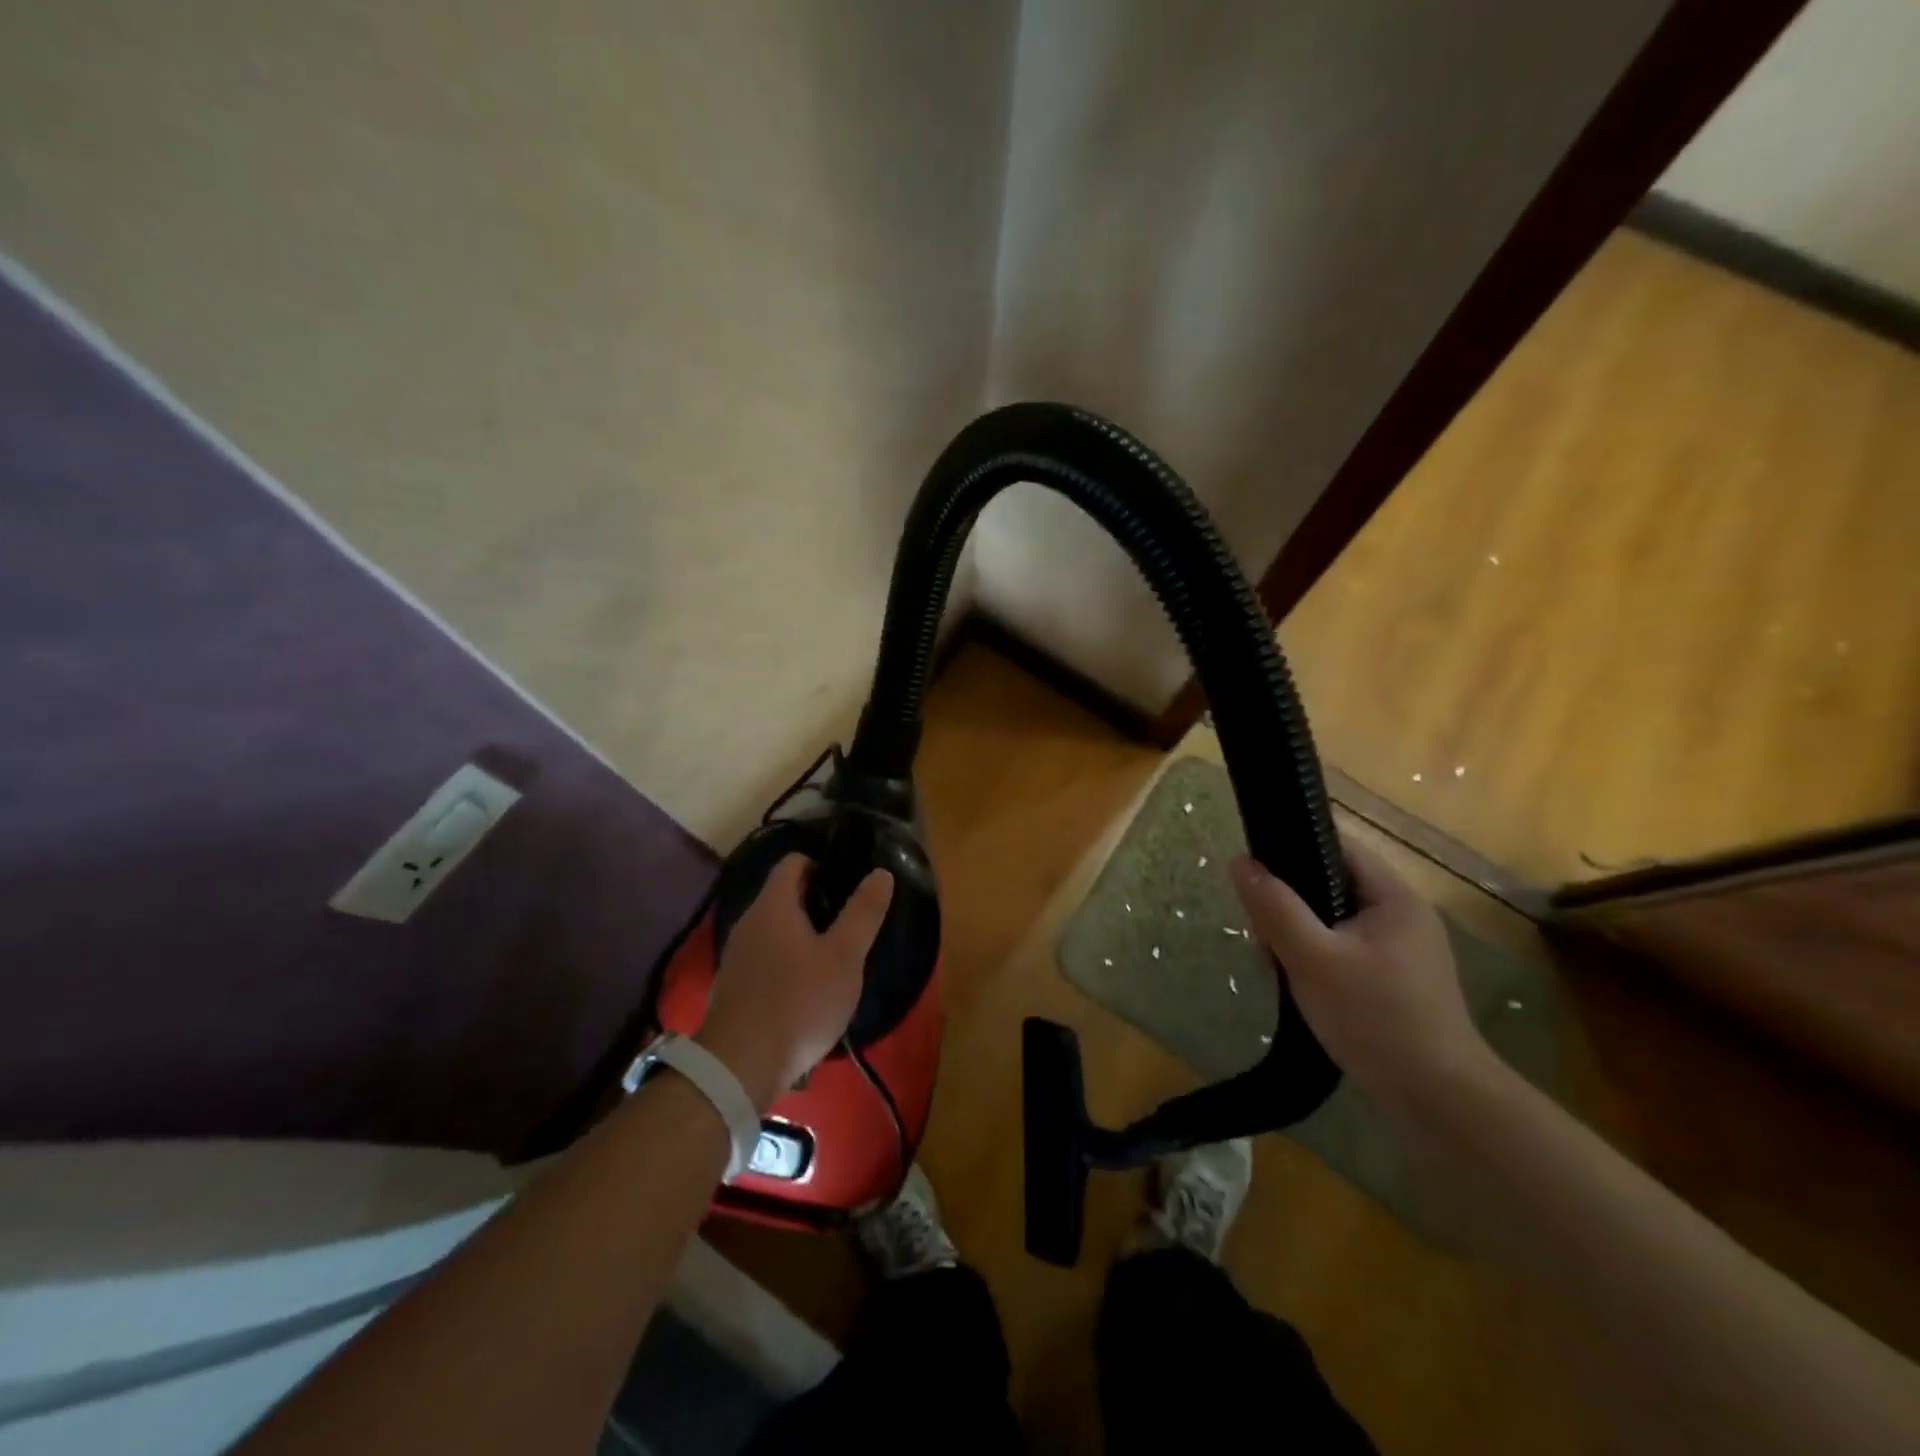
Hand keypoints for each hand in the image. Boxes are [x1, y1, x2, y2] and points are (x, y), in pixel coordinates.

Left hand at [697, 855, 894, 1110]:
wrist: (739, 1068)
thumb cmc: (799, 1003)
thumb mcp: (844, 958)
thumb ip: (863, 913)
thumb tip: (881, 873)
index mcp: (773, 906)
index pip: (793, 862)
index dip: (822, 863)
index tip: (849, 880)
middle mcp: (749, 921)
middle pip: (783, 894)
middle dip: (816, 899)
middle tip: (851, 917)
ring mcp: (737, 954)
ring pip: (774, 927)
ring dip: (802, 931)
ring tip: (835, 951)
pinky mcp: (734, 985)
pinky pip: (765, 955)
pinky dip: (787, 957)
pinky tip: (807, 984)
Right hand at [1231, 833, 1495, 1117]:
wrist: (1438, 1101)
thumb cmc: (1374, 1018)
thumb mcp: (1312, 958)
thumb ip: (1275, 907)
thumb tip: (1241, 862)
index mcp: (1394, 897)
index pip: (1338, 848)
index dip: (1293, 851)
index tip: (1257, 877)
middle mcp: (1404, 916)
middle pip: (1332, 886)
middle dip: (1291, 905)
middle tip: (1265, 937)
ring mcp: (1404, 952)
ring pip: (1335, 922)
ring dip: (1301, 937)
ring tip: (1279, 968)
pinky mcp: (1398, 982)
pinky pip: (1346, 951)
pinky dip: (1319, 960)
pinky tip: (1303, 988)